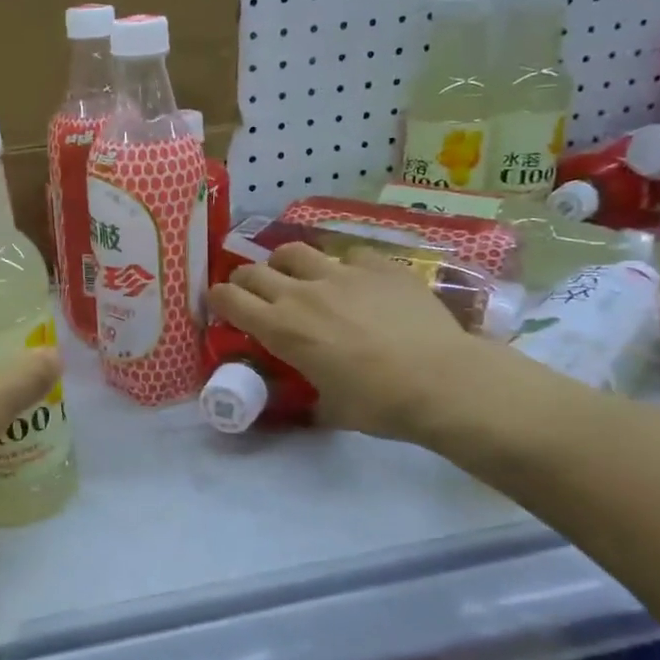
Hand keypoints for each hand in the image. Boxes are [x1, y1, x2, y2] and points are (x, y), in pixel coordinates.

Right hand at [208, 242, 493, 443]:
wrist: (442, 381)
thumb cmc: (379, 404)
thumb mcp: (329, 408)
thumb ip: (307, 397)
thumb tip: (305, 403)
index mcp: (281, 328)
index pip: (229, 299)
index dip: (217, 299)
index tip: (219, 304)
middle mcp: (301, 292)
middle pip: (252, 270)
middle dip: (244, 280)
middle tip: (252, 293)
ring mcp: (340, 272)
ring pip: (293, 251)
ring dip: (285, 264)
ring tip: (296, 275)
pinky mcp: (378, 265)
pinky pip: (347, 255)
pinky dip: (342, 266)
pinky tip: (356, 282)